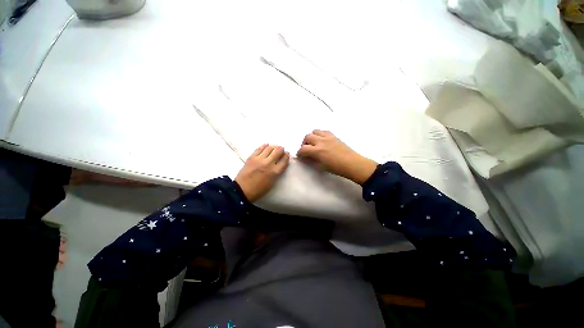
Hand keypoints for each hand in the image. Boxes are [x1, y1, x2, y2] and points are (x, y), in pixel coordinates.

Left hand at [235, 144, 289, 201]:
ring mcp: (259, 159)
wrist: (242, 190)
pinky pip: (259, 148)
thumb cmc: (259, 189)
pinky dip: (264, 146)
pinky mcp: (251, 157)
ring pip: (269, 148)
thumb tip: (280, 163)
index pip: (284, 160)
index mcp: (275, 172)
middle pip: (278, 151)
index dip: (287, 156)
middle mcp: (268, 163)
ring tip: (274, 148)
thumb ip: (277, 172)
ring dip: (273, 147)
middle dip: (281, 149)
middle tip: (281, 150)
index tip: (287, 154)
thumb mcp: (272, 182)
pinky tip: (266, 146)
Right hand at [297, 130, 377, 184]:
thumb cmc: (336, 168)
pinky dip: (319, 134)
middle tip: (306, 149)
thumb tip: (306, 157)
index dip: (299, 153)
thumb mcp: (321, 166)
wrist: (352, 163)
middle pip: (307, 137)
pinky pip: (323, 131)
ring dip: (311, 137)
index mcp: (317, 151)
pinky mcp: (333, 135)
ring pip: (314, 131)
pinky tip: (322, 140)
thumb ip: (312, 160)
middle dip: (304, 143)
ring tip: (313, 143)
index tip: (300, 156)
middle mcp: (321, 141)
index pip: (303, 149)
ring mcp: (328, 137)